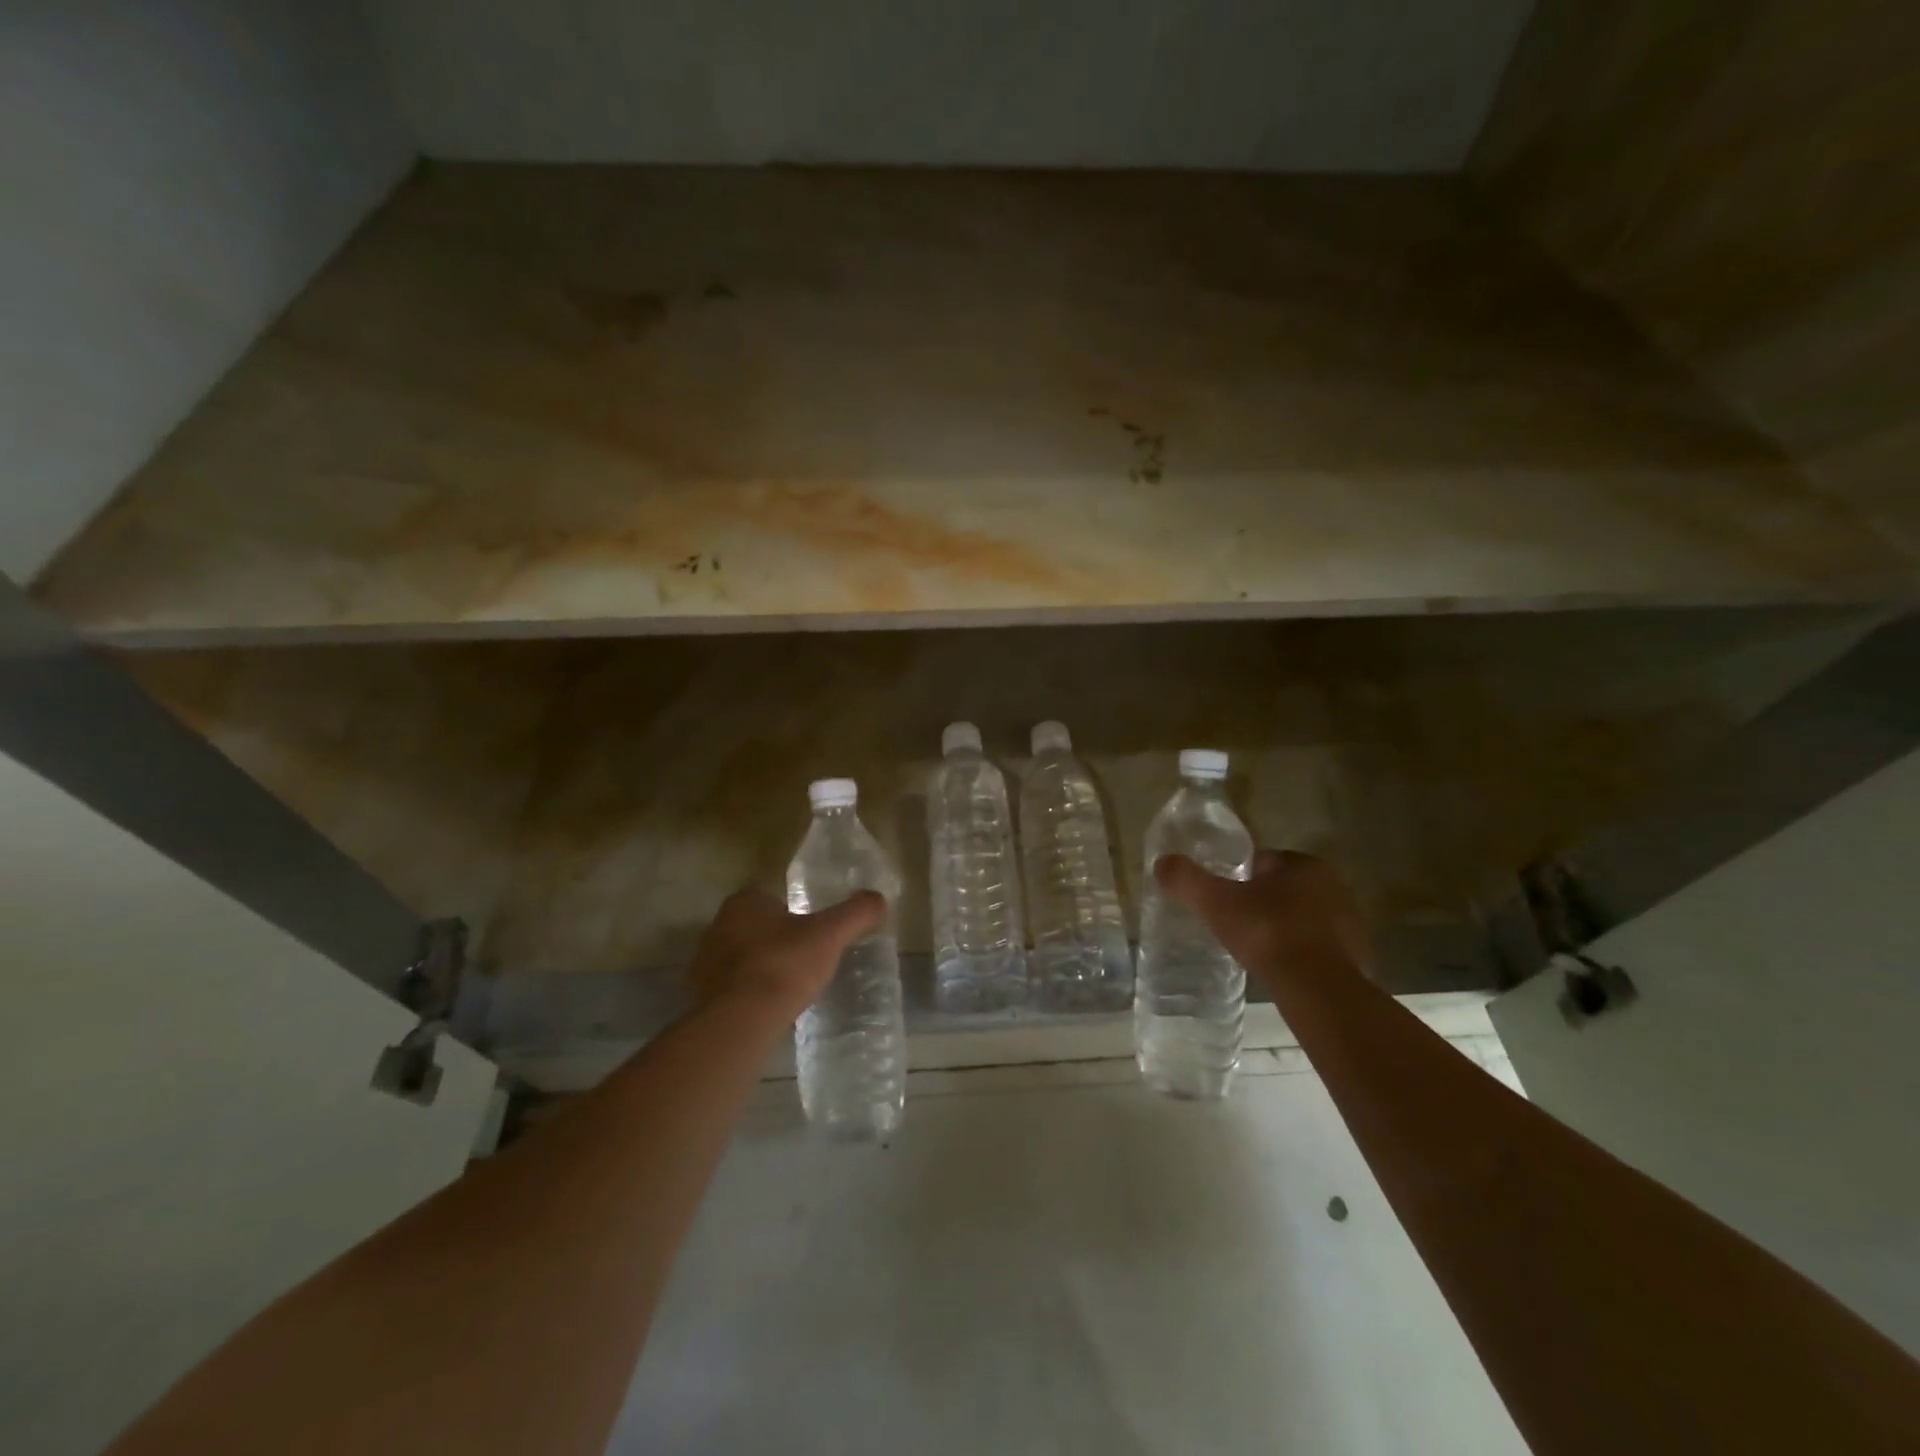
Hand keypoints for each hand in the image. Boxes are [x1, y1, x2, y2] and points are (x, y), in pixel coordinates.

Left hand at [688, 886, 885, 1018]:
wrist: (742, 1019)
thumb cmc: (786, 964)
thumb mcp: (830, 934)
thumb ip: (856, 912)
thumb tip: (880, 898)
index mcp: (745, 901)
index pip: (771, 896)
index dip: (792, 910)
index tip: (811, 930)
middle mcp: (718, 924)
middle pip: (754, 925)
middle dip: (775, 938)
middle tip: (804, 957)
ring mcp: (705, 961)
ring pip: (741, 956)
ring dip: (759, 966)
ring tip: (788, 985)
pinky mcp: (700, 995)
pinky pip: (730, 986)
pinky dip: (747, 992)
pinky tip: (767, 1006)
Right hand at [1154, 850, 1369, 988]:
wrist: (1317, 988)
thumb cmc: (1266, 932)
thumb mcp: (1215, 901)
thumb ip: (1187, 879)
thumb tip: (1161, 862)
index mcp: (1304, 864)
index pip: (1262, 862)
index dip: (1236, 878)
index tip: (1220, 898)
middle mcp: (1333, 885)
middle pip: (1282, 889)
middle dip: (1260, 902)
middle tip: (1233, 923)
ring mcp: (1349, 922)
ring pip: (1302, 917)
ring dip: (1282, 927)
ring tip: (1254, 948)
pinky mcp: (1356, 956)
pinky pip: (1318, 947)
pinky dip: (1300, 953)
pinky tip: (1280, 969)